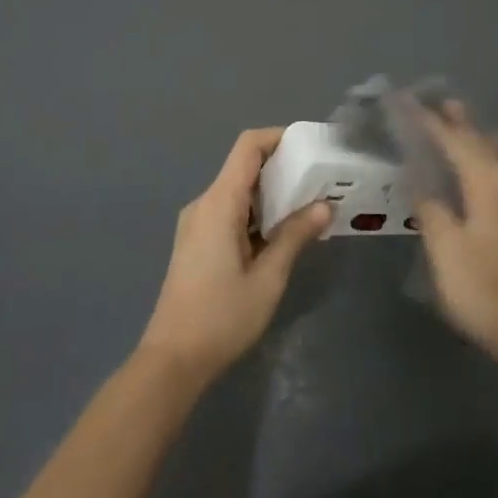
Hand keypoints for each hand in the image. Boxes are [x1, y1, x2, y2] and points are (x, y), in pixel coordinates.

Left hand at [138, 128, 331, 384]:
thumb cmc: (222, 317)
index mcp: (219, 203)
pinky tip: (282, 234)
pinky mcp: (196, 242)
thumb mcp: (268, 278)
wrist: (173, 360)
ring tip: (309, 207)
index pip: (248, 147)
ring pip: (238, 191)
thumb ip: (295, 236)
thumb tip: (325, 205)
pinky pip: (230, 212)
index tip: (310, 147)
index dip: (278, 138)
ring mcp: (197, 223)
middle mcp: (204, 204)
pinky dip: (257, 213)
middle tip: (320, 181)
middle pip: (244, 167)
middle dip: (282, 168)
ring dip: (271, 194)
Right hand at [412, 104, 497, 361]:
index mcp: (488, 183)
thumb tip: (419, 178)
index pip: (453, 141)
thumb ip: (431, 207)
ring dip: (474, 136)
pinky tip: (482, 163)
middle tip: (435, 100)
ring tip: (456, 120)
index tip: (405, 102)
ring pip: (495, 154)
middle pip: (479, 141)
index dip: (428, 121)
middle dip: (456, 121)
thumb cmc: (483, 287)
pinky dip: (485, 156)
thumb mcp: (446, 248)